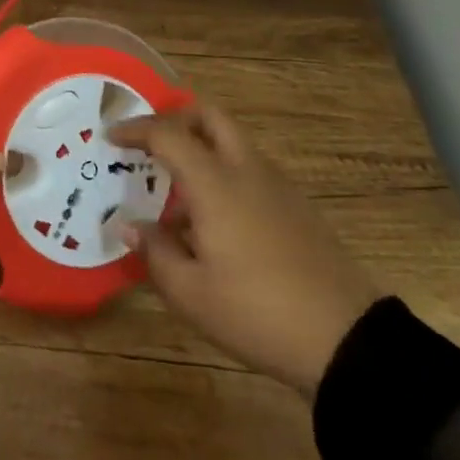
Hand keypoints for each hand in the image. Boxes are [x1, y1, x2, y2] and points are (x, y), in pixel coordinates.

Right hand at [108, 106, 380, 394]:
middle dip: (175, 118)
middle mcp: (246, 171)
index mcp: (215, 183)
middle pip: (209, 117)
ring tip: (176, 191)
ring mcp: (278, 187)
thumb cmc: (257, 312)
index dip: (135, 130)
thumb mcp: (190, 293)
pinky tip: (214, 220)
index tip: (110, 137)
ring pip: (233, 142)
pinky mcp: (299, 208)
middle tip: (150, 141)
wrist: (348, 342)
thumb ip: (154, 252)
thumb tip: (130, 225)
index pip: (167, 134)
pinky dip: (224, 173)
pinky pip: (251, 170)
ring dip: (201, 148)